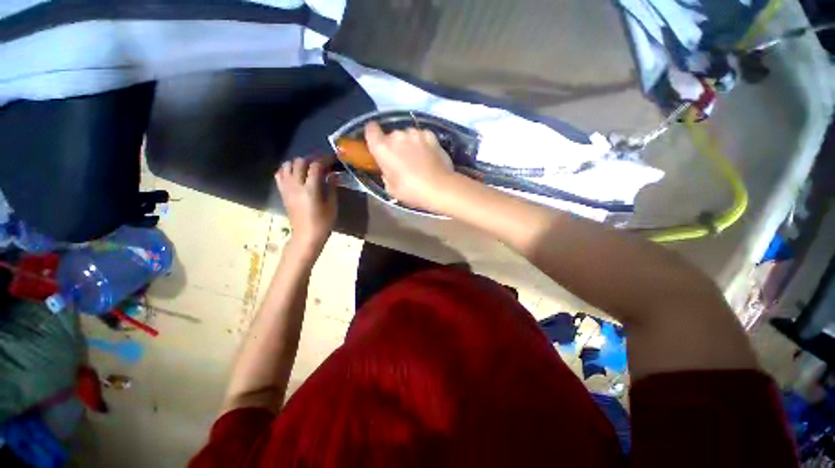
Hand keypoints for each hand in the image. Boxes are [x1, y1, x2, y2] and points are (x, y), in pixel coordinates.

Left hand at [275, 157, 337, 255]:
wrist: (306, 236)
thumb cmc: (323, 223)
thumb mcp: (332, 206)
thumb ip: (332, 188)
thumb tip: (333, 174)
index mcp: (310, 190)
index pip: (315, 166)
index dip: (325, 159)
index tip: (332, 158)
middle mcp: (296, 186)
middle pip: (300, 162)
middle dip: (312, 159)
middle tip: (322, 162)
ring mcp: (286, 188)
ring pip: (287, 165)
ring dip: (298, 163)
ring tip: (309, 167)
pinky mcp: (282, 192)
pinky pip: (280, 174)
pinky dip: (287, 169)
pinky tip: (296, 174)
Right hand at [364, 122, 455, 211]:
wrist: (439, 188)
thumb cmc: (412, 191)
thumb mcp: (391, 188)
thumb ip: (386, 173)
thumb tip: (389, 169)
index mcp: (383, 148)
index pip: (370, 130)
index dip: (373, 135)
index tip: (377, 143)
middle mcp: (397, 136)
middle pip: (391, 135)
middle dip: (394, 145)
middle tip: (401, 160)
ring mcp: (415, 133)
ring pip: (408, 135)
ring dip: (409, 143)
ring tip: (417, 158)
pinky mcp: (431, 135)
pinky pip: (422, 136)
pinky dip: (423, 143)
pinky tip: (428, 155)